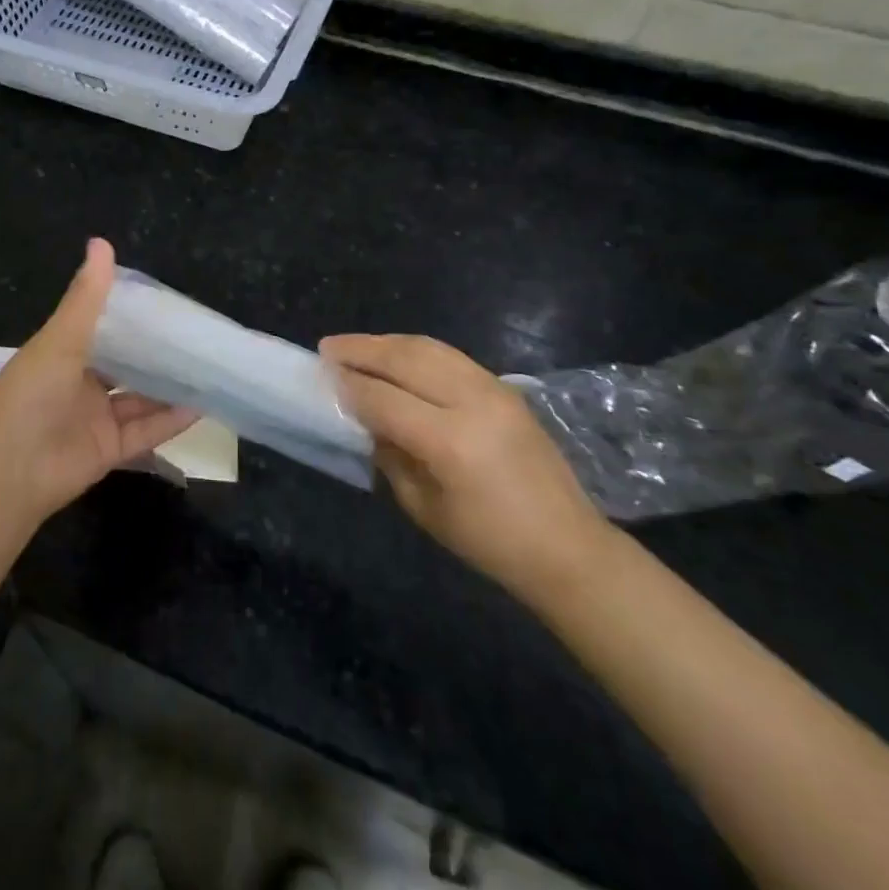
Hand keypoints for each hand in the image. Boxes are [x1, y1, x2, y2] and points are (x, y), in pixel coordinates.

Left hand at [0, 239, 198, 521]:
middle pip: (125, 365)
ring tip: (207, 368)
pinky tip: (201, 405)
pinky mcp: (109, 451)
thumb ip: (86, 297)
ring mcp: (95, 419)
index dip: (132, 317)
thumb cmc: (30, 395)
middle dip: (156, 353)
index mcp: (63, 353)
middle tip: (197, 335)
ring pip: (139, 399)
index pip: (103, 329)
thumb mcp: (59, 340)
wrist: (8, 472)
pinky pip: (145, 432)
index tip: (168, 303)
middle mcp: (80, 383)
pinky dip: (171, 420)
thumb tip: (101, 242)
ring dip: (169, 386)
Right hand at [321, 334, 617, 604]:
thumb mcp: (424, 507)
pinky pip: (450, 355)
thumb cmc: (490, 542)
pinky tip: (395, 355)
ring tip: (355, 346)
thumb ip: (390, 455)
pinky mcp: (505, 387)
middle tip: (328, 347)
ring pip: (428, 347)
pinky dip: (415, 349)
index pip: (384, 398)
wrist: (568, 547)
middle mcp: (472, 403)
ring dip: (386, 342)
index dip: (348, 385)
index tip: (320, 376)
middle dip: (361, 349)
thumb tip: (364, 418)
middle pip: (405, 359)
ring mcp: (493, 389)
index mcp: (451, 442)